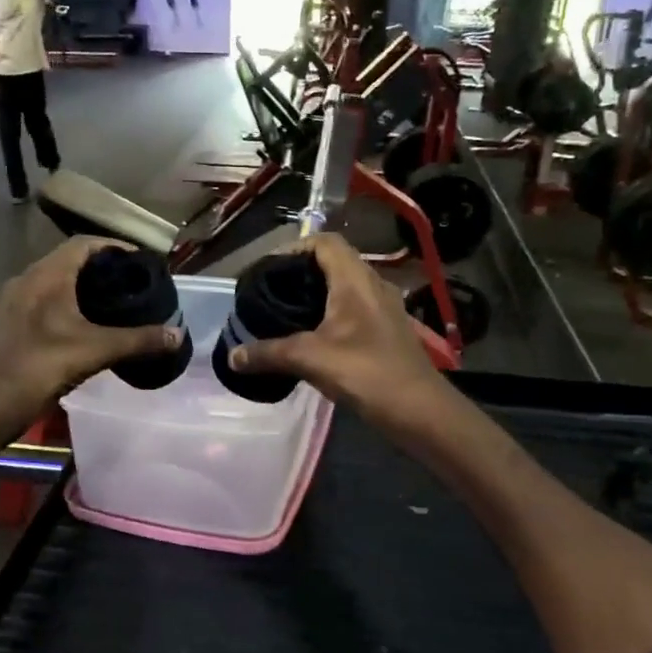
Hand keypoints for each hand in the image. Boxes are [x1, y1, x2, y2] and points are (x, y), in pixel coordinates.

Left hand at [0, 237, 185, 430]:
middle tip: (131, 284)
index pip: (84, 244)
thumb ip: (138, 340)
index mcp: (48, 276)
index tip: (139, 261)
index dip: (114, 247)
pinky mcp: (9, 324)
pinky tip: (82, 328)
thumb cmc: (40, 366)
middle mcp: (27, 280)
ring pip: (53, 283)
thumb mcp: (95, 351)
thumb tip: (178, 335)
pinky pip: (43, 303)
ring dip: (82, 288)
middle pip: (69, 261)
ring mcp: (14, 303)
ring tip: (112, 305)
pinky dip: (66, 306)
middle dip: (101, 269)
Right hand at [226, 235, 448, 429]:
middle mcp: (373, 285)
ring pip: (346, 287)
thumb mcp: (310, 360)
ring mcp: (385, 308)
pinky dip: (331, 314)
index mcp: (355, 280)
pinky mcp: (388, 330)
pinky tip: (313, 338)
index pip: (325, 242)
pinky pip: (355, 309)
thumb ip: (268, 354)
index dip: (294, 248)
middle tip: (271, 292)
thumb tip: (232, 356)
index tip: (267, 269)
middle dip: (301, 273)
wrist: (419, 409)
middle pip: (335, 262)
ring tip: (286, 314)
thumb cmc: (366, 373)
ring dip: (317, 294)